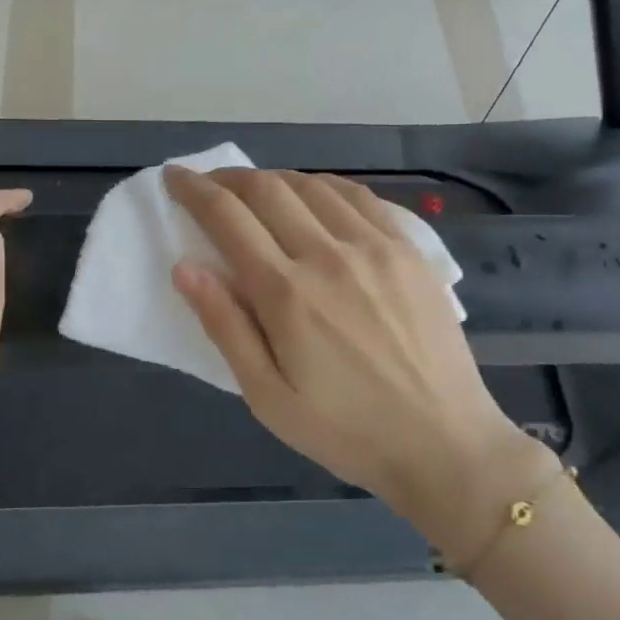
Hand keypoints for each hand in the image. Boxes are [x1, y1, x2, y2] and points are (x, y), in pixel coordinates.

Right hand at [165, 167, 553, 543]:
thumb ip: (225, 327)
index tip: (175, 177)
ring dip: (275, 179)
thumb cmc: (346, 431)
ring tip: (257, 191)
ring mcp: (375, 247)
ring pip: (313, 186)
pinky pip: (360, 197)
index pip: (228, 218)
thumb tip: (185, 268)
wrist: (444, 442)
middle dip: (229, 178)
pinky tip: (316, 196)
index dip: (194, 191)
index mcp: (287, 293)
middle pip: (268, 190)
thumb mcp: (268, 398)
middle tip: (209, 184)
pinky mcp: (409, 250)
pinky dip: (325, 186)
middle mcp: (329, 255)